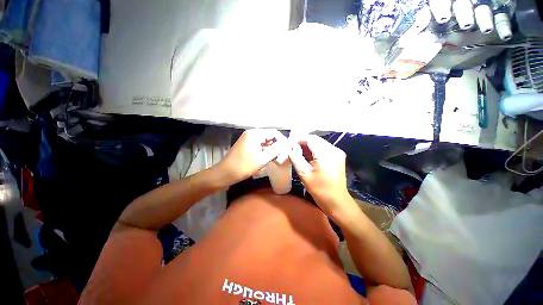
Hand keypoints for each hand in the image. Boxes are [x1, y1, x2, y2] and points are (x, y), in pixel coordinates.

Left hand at [218, 129, 286, 184]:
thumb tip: (285, 144)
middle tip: (283, 156)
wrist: (224, 174)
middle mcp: (252, 134)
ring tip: (278, 159)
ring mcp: (248, 140)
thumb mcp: (262, 159)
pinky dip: (266, 152)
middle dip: (277, 146)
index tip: (287, 150)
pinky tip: (270, 159)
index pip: (274, 132)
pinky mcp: (247, 146)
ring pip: (265, 142)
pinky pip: (260, 146)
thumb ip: (275, 150)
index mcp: (255, 134)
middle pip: (269, 137)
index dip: (282, 140)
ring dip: (272, 150)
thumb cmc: (243, 166)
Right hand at [289, 135, 350, 215]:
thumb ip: (295, 158)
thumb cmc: (319, 189)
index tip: (290, 143)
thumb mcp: (304, 174)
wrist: (336, 201)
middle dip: (303, 142)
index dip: (299, 139)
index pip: (310, 139)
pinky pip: (324, 149)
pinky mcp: (338, 157)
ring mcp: (337, 153)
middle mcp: (333, 150)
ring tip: (298, 152)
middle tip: (293, 148)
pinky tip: (308, 156)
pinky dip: (315, 150)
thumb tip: (290, 149)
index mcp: (325, 154)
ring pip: (320, 143)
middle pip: (316, 140)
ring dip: (309, 146)